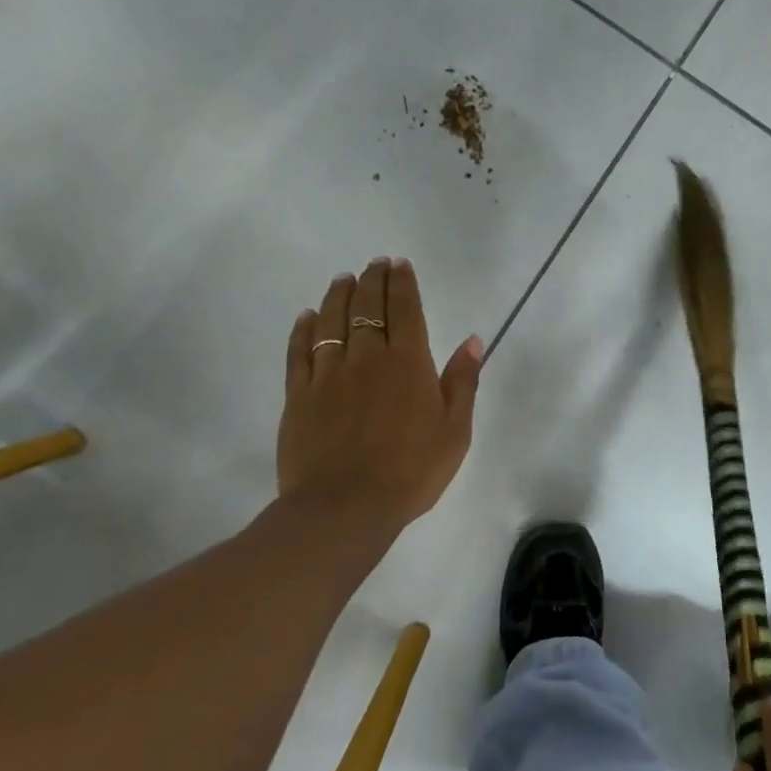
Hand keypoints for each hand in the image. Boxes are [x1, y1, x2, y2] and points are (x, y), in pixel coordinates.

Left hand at [276, 257, 482, 558]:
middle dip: (372, 280)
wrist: (345, 507)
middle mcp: (367, 358)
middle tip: (374, 264)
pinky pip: (299, 351)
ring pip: (330, 321)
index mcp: (408, 363)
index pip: (404, 309)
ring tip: (343, 279)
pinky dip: (303, 329)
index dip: (402, 283)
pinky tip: (306, 316)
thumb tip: (472, 340)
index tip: (399, 264)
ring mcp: (328, 374)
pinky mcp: (298, 395)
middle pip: (367, 307)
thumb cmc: (412, 471)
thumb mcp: (454, 430)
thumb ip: (462, 382)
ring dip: (338, 295)